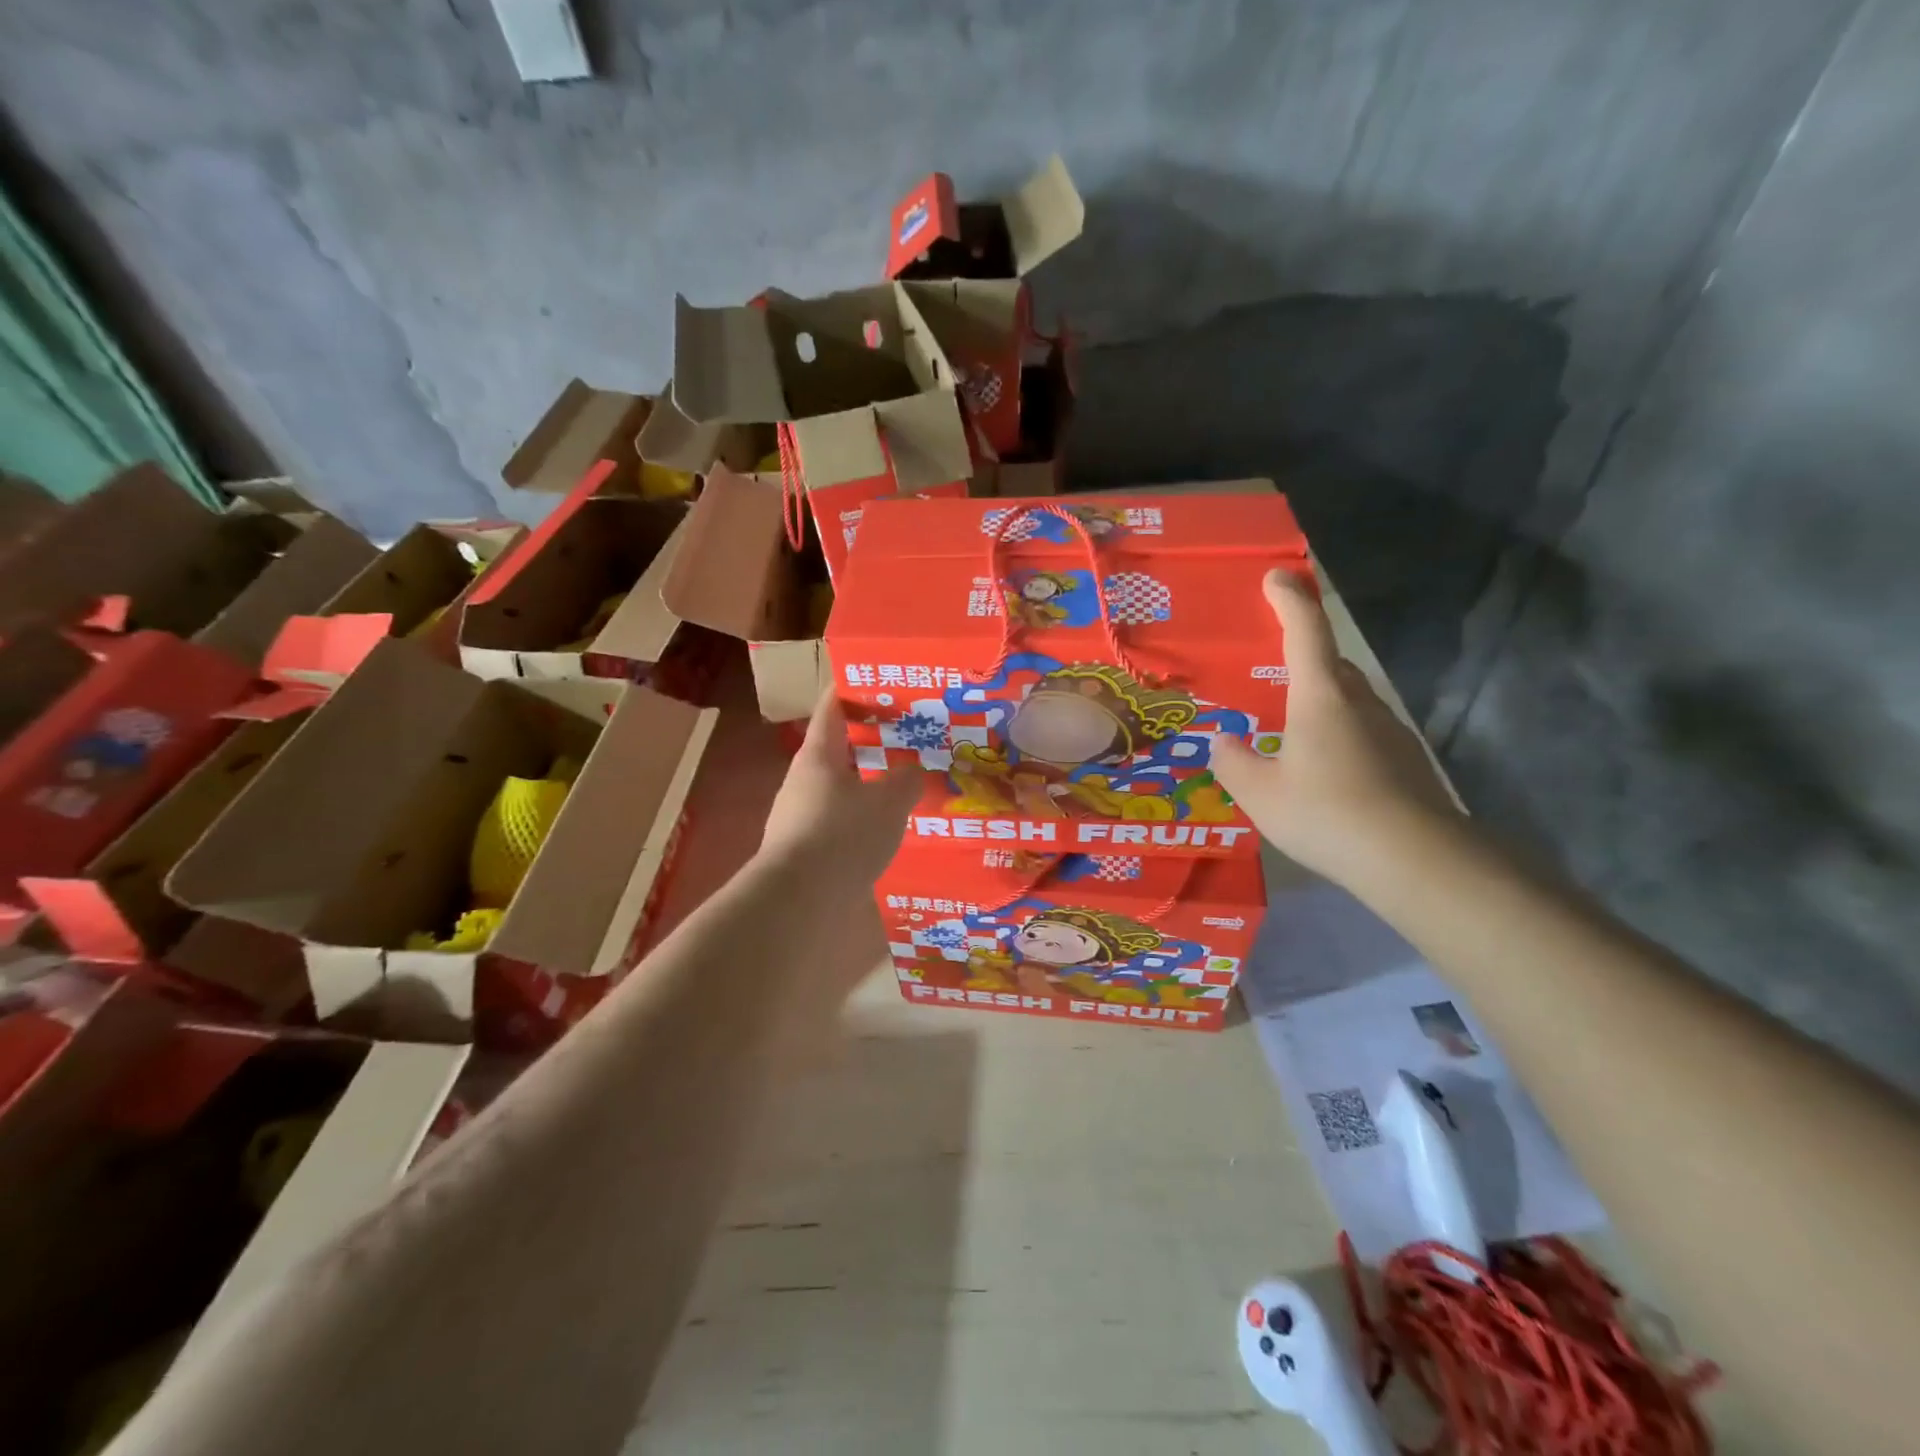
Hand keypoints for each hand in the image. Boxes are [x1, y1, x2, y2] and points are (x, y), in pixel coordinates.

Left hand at [762, 693, 919, 888]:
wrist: (798, 901)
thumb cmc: (843, 836)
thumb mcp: (888, 804)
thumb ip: (906, 781)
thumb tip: (912, 772)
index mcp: (819, 754)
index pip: (833, 706)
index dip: (853, 687)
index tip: (878, 679)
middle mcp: (803, 778)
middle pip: (838, 748)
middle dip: (871, 742)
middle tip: (909, 738)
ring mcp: (799, 814)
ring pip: (840, 786)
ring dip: (868, 782)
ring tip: (904, 785)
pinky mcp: (804, 847)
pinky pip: (838, 819)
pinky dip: (861, 816)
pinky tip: (886, 829)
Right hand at [1211, 568, 1460, 883]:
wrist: (1415, 860)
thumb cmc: (1326, 814)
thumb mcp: (1259, 793)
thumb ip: (1233, 763)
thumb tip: (1224, 742)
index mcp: (1320, 697)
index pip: (1306, 631)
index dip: (1290, 599)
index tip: (1277, 576)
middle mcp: (1359, 702)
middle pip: (1331, 663)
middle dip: (1303, 656)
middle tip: (1272, 671)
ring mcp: (1390, 730)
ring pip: (1350, 699)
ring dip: (1322, 700)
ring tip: (1291, 731)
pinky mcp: (1407, 760)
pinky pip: (1364, 731)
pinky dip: (1340, 734)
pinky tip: (1325, 771)